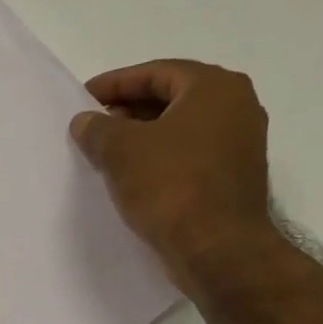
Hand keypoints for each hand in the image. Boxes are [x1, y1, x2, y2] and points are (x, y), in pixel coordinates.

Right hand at [69, 59, 276, 293]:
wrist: (217, 250)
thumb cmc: (171, 187)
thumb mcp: (121, 151)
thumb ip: (98, 129)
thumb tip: (85, 121)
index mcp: (214, 87)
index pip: (156, 73)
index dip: (114, 84)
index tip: (82, 99)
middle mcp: (236, 107)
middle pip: (171, 99)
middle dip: (128, 112)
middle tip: (93, 128)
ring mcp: (240, 145)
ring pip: (180, 131)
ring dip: (143, 139)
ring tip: (107, 156)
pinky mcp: (233, 179)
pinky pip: (189, 158)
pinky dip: (160, 162)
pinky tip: (134, 180)